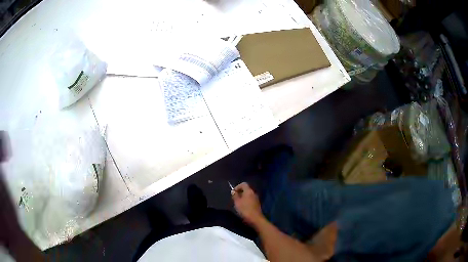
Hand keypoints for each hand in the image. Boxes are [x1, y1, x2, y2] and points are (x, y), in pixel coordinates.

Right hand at [231, 182, 263, 225]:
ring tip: (238, 204)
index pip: (243, 184)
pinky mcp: (257, 204)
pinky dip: (246, 201)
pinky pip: (250, 200)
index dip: (237, 187)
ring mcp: (256, 199)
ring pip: (248, 195)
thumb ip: (235, 196)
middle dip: (240, 193)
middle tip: (234, 198)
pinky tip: (243, 207)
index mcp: (249, 191)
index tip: (233, 192)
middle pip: (246, 189)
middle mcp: (253, 193)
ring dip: (243, 197)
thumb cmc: (245, 210)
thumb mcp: (237, 202)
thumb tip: (233, 191)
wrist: (255, 219)